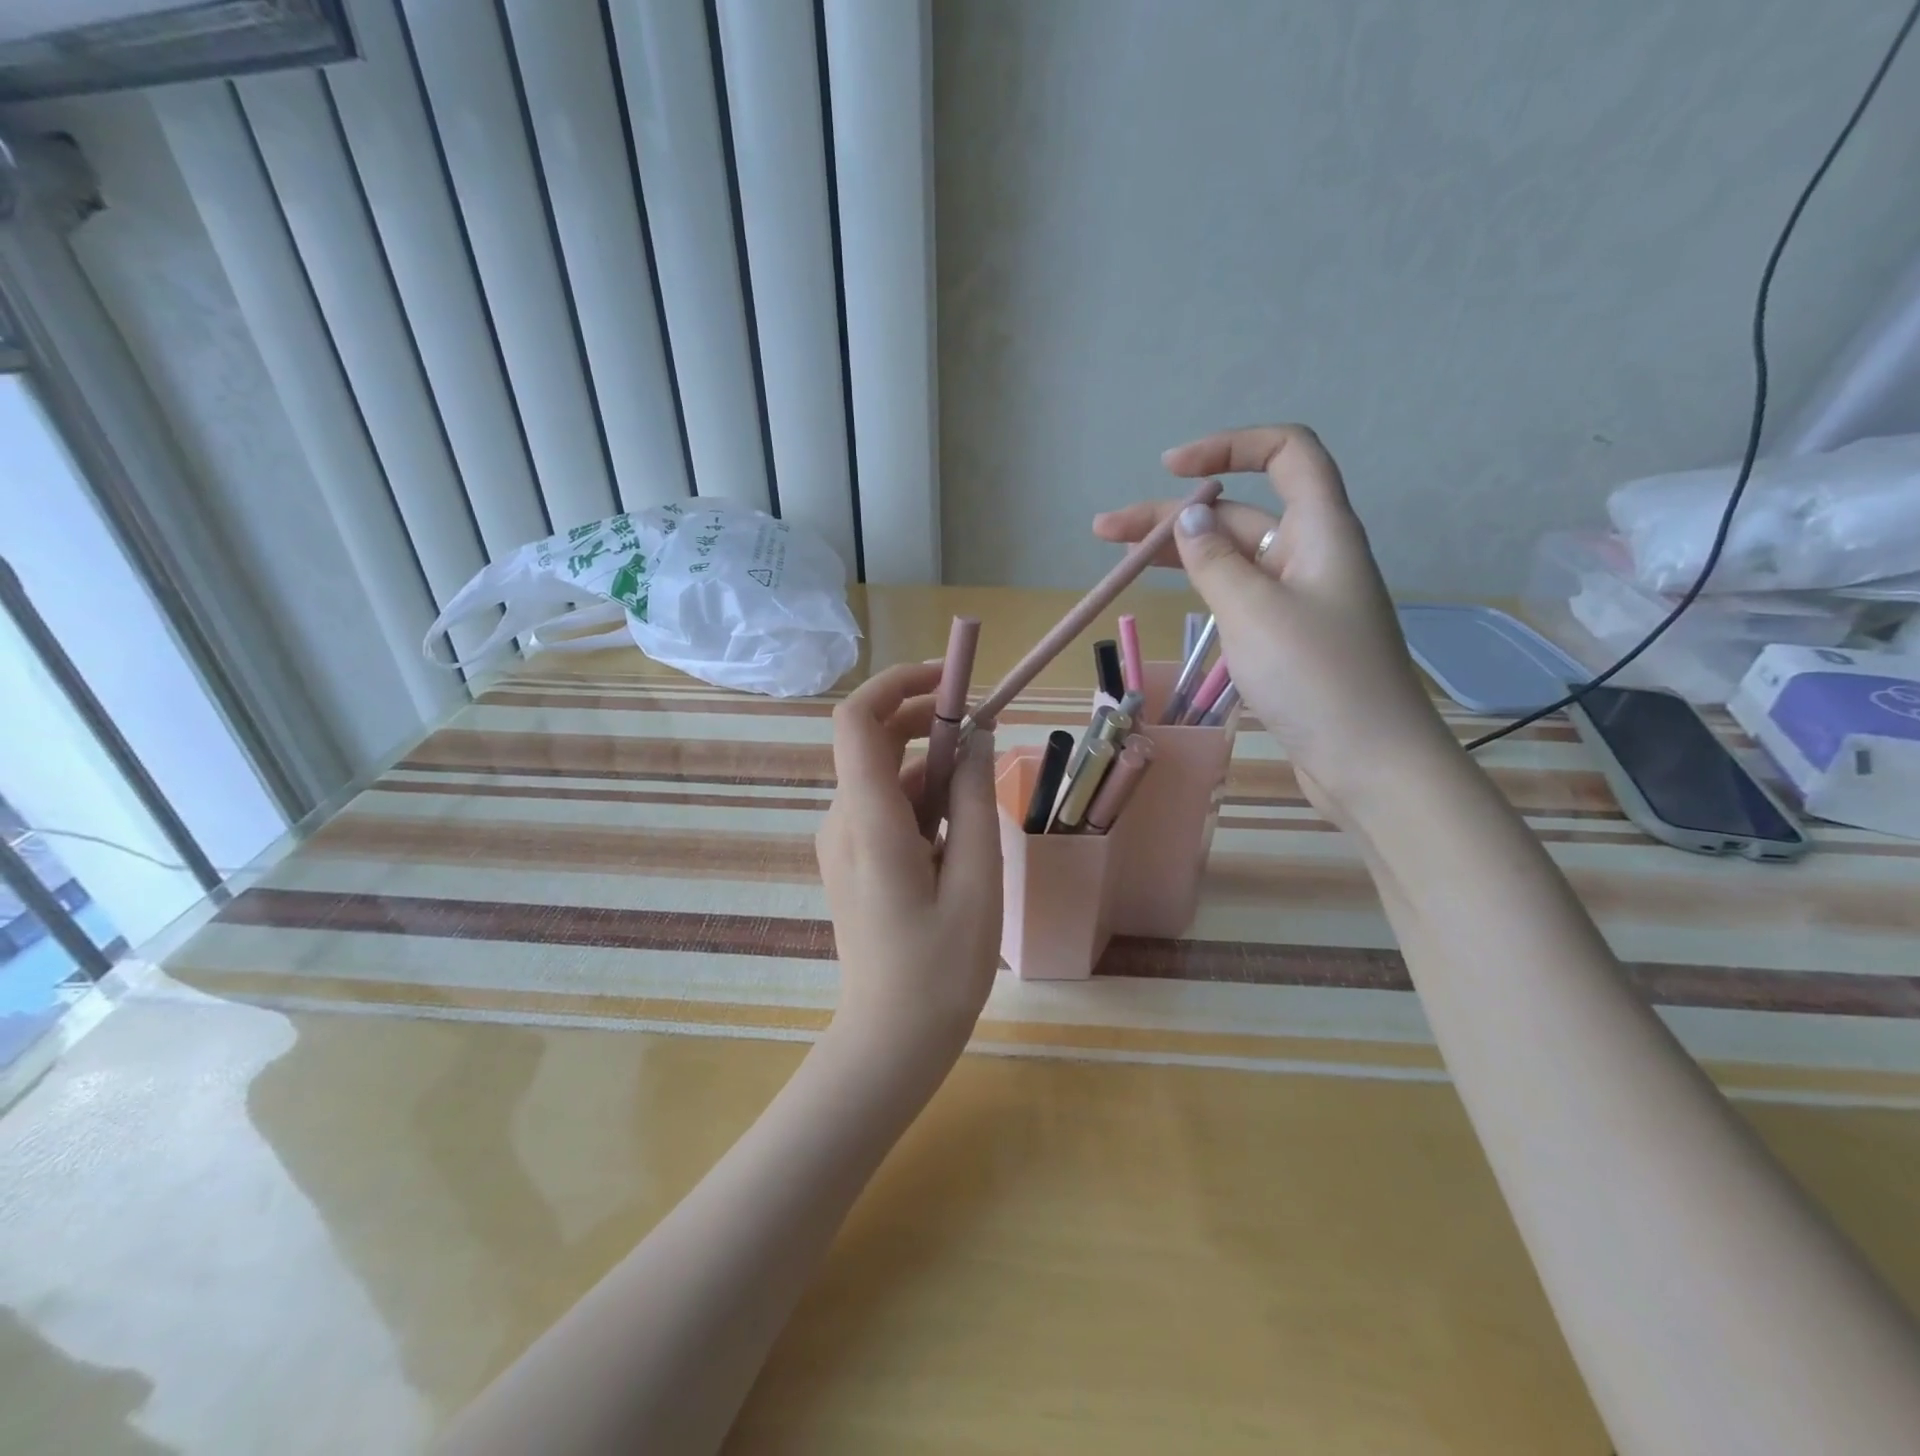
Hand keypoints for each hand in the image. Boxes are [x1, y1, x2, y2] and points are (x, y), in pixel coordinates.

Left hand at [816, 662, 1002, 1075]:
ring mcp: (840, 841)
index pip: (856, 719)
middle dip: (927, 723)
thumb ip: (972, 799)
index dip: (898, 683)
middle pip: (872, 741)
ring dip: (932, 771)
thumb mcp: (976, 879)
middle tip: (983, 735)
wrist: (890, 1039)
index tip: (952, 681)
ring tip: (979, 808)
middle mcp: (841, 819)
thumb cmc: (940, 968)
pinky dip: (922, 802)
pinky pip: (884, 808)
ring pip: (885, 777)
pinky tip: (956, 840)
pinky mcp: (850, 858)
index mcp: (867, 820)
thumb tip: (974, 737)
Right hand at [1093, 425, 1453, 821]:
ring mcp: (1298, 599)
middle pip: (1239, 513)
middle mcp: (1310, 554)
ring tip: (1117, 559)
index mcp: (1319, 531)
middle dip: (1172, 516)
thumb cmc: (1316, 678)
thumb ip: (1214, 561)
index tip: (1170, 469)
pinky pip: (1241, 596)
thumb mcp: (1254, 611)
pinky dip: (1204, 588)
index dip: (1230, 446)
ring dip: (1180, 554)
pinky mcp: (1287, 637)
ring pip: (1233, 558)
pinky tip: (1173, 595)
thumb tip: (1189, 518)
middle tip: (1105, 531)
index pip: (1286, 453)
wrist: (1370, 763)